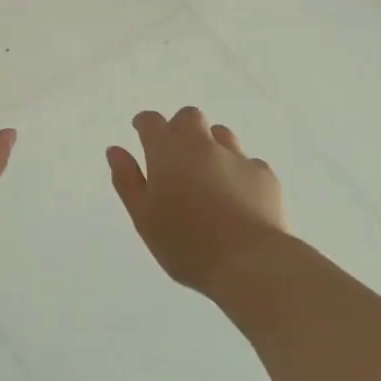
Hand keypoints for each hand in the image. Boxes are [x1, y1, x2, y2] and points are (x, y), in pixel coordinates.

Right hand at [107, 107, 287, 298]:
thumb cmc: (186, 244)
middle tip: (175, 154)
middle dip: (179, 127)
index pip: (151, 121)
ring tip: (207, 173)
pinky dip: (238, 171)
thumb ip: (127, 180)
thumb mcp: (144, 218)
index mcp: (167, 152)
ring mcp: (237, 157)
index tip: (140, 131)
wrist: (251, 263)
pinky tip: (238, 195)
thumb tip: (115, 150)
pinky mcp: (264, 175)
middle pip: (189, 117)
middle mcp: (202, 145)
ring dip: (211, 144)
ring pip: (221, 134)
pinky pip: (248, 162)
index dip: (144, 123)